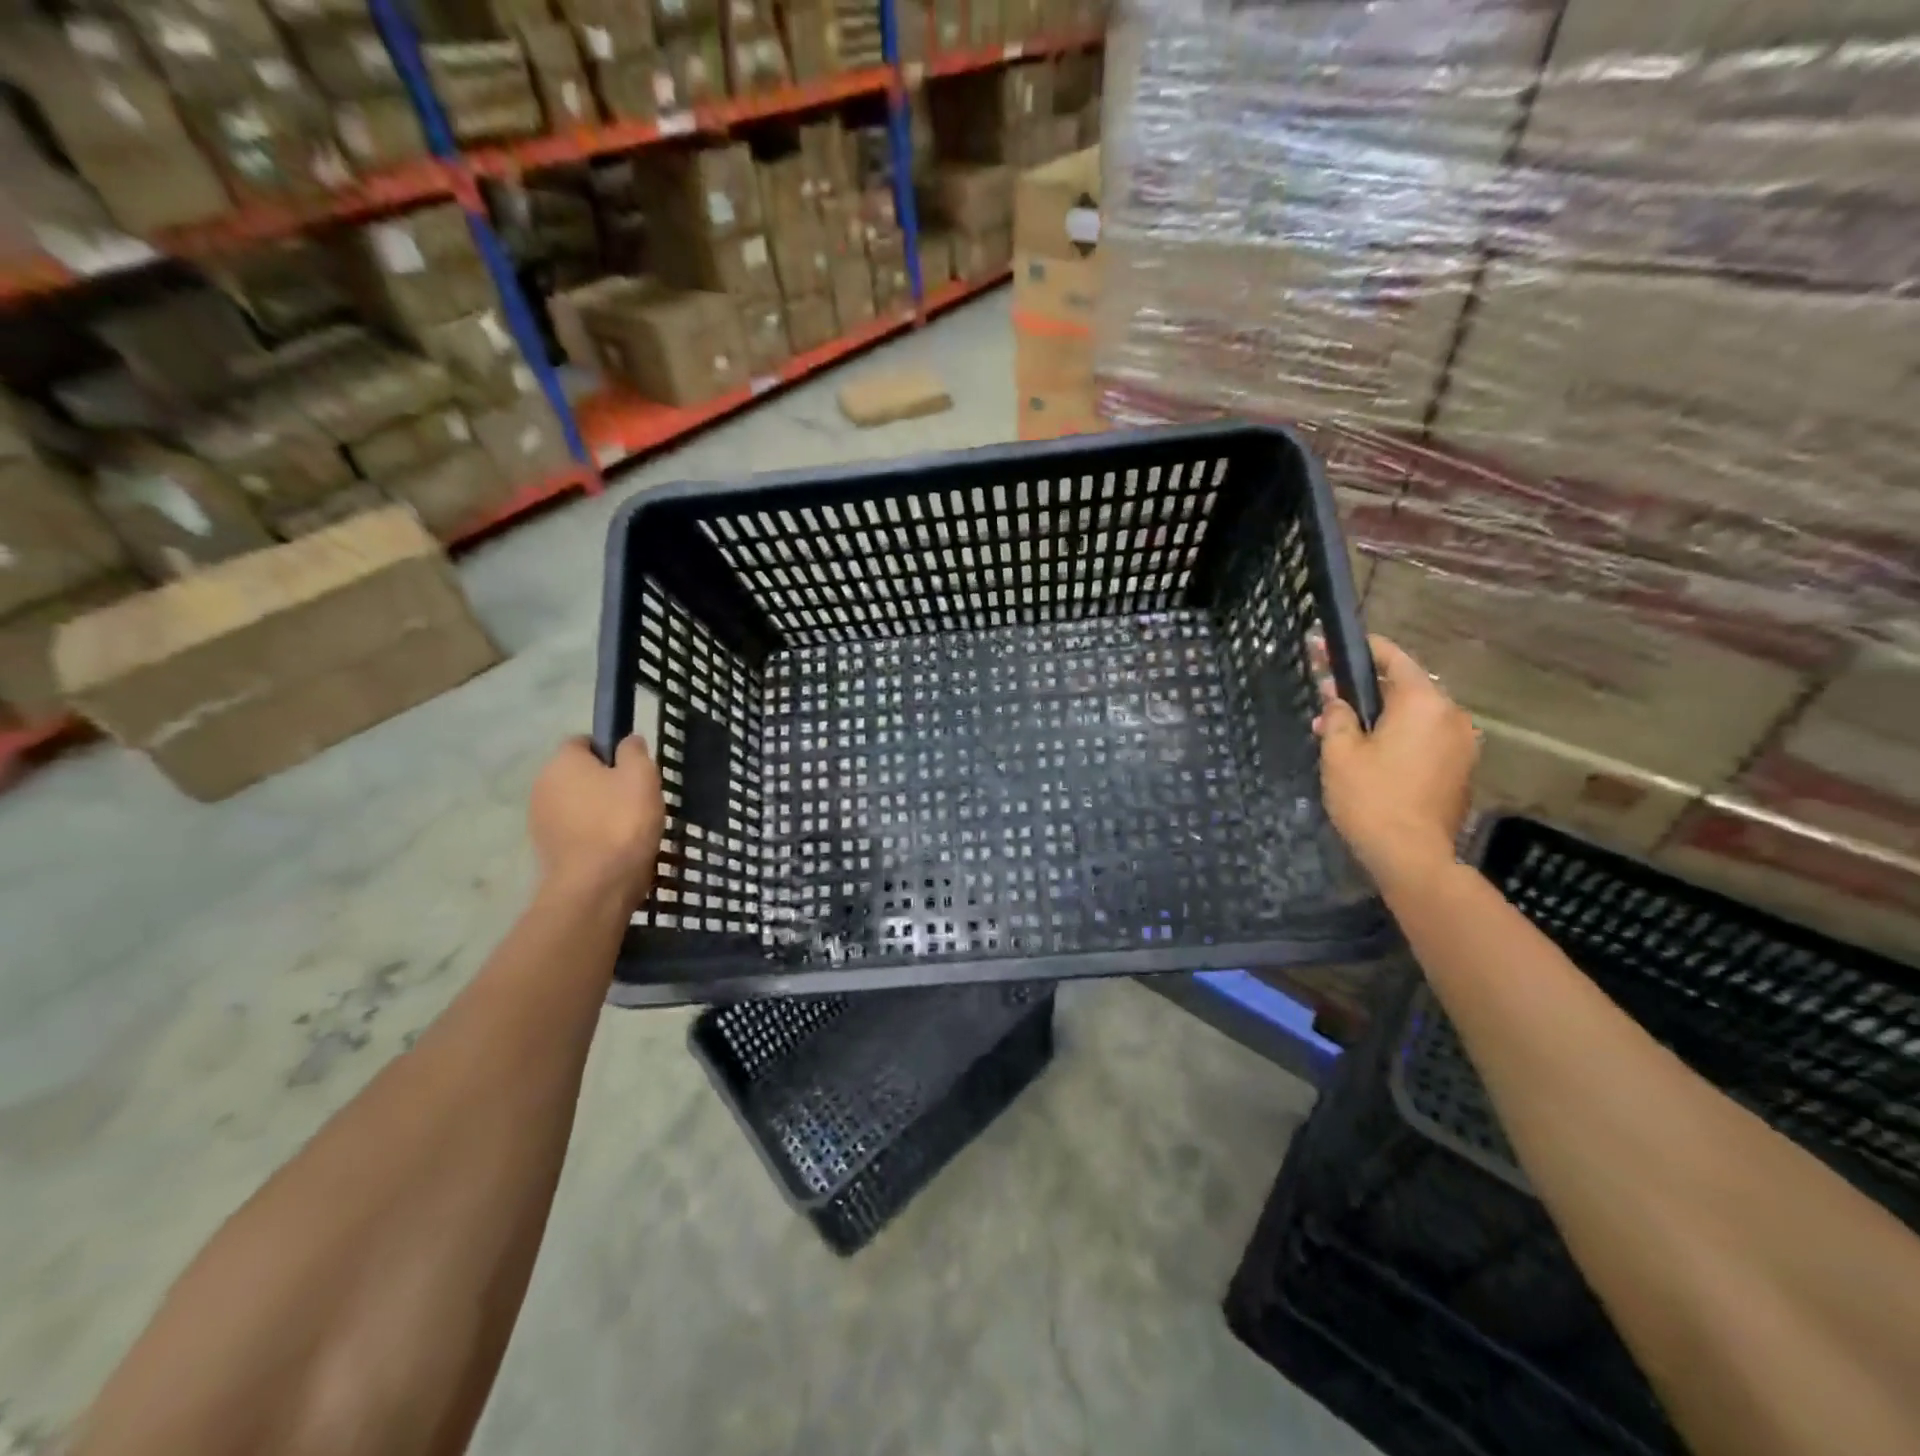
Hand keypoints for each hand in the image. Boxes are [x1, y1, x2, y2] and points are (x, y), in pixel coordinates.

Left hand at [529, 736, 664, 908]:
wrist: (596, 885)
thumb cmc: (622, 822)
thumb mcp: (642, 776)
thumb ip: (634, 751)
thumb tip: (627, 740)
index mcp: (563, 761)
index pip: (584, 742)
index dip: (609, 751)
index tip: (633, 769)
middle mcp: (542, 785)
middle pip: (578, 774)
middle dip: (604, 782)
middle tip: (636, 799)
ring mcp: (539, 819)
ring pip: (576, 804)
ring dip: (597, 810)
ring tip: (628, 828)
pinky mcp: (545, 848)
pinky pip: (573, 830)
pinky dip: (591, 834)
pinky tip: (614, 848)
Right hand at [1314, 635, 1477, 890]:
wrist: (1412, 856)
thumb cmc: (1371, 798)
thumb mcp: (1340, 753)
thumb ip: (1338, 717)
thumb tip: (1338, 700)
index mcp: (1423, 702)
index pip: (1392, 658)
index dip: (1359, 649)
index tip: (1326, 645)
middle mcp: (1450, 715)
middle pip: (1404, 687)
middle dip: (1364, 688)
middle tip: (1326, 694)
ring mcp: (1461, 744)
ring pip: (1414, 715)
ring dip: (1379, 715)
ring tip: (1340, 729)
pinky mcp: (1460, 769)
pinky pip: (1424, 738)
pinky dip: (1397, 736)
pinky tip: (1367, 752)